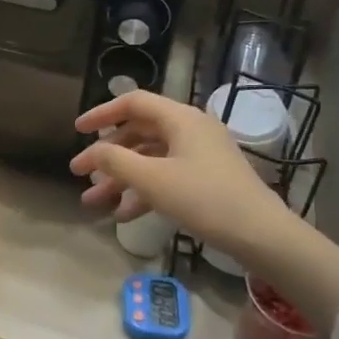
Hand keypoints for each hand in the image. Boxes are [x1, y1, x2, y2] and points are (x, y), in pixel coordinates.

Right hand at [70, 91, 338, 332]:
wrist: (261, 235)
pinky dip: (144, 191)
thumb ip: (116, 161)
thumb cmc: (204, 199)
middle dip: (107, 155)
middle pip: (139, 132)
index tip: (77, 131)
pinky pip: (166, 176)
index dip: (101, 114)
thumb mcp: (153, 180)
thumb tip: (92, 151)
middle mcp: (191, 129)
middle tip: (80, 174)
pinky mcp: (207, 179)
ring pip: (150, 158)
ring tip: (94, 202)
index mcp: (180, 118)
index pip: (133, 103)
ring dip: (121, 178)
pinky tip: (124, 215)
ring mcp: (200, 155)